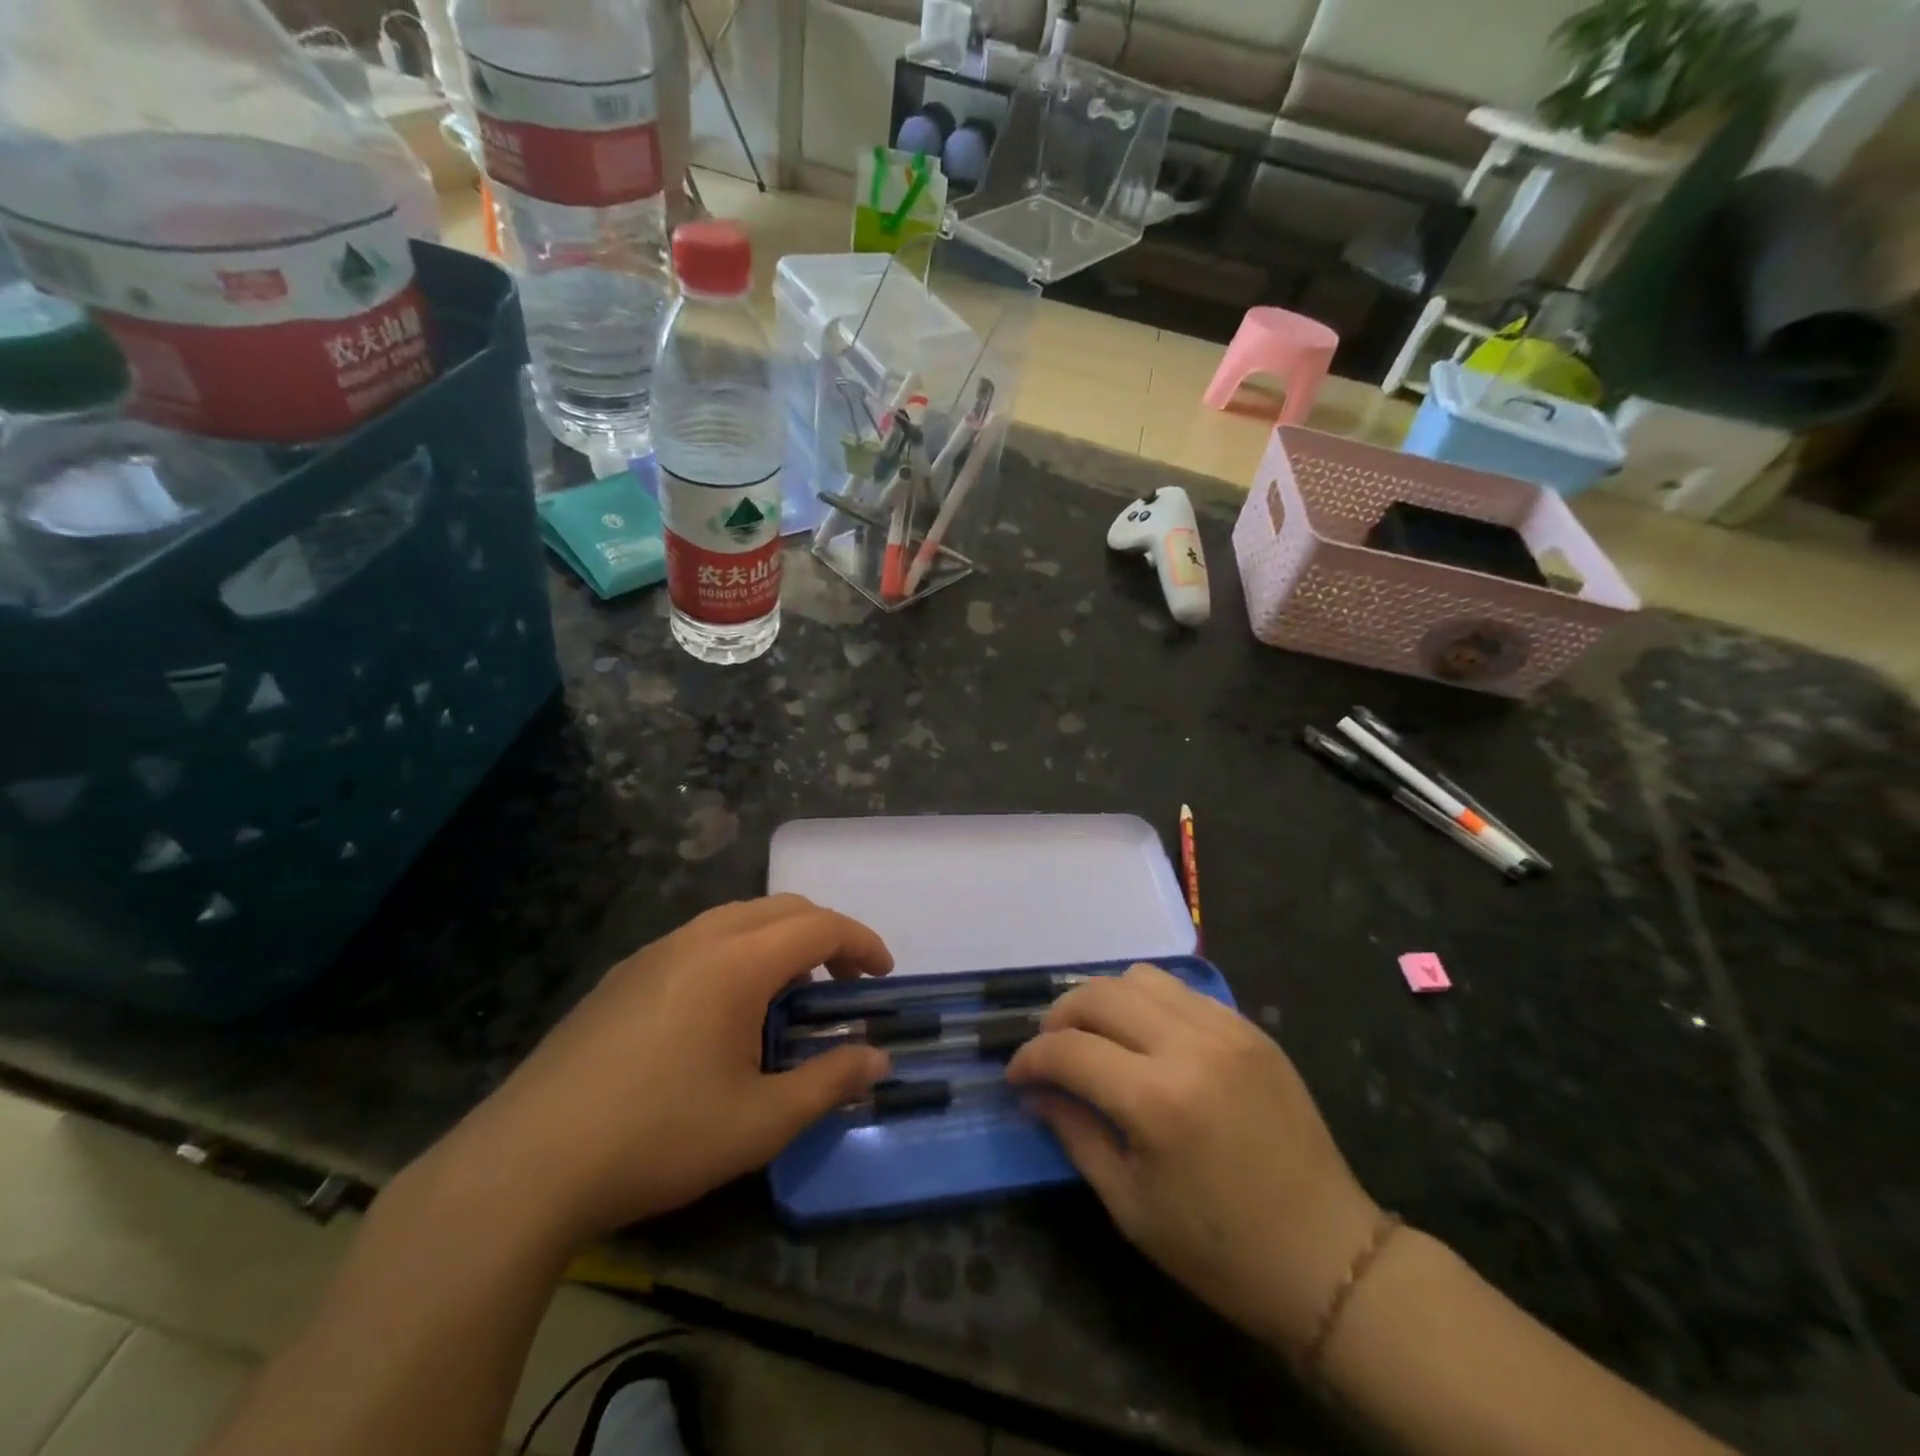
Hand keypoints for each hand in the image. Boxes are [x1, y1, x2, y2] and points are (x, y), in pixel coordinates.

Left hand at [435, 896, 892, 1246]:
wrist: (526, 1165)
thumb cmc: (658, 1137)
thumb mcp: (760, 1122)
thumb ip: (829, 1083)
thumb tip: (878, 1060)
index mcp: (736, 962)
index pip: (819, 925)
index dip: (861, 942)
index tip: (883, 974)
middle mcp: (698, 939)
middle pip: (781, 909)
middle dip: (825, 934)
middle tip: (844, 981)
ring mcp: (654, 953)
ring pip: (736, 919)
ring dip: (778, 940)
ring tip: (790, 992)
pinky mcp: (622, 976)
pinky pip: (699, 940)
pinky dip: (737, 952)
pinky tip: (725, 1009)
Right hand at [1006, 964, 1380, 1356]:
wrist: (1329, 1257)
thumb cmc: (1220, 1251)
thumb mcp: (1129, 1205)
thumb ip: (1075, 1132)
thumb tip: (1036, 1090)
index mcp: (1157, 1101)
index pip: (1069, 1050)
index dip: (1031, 1058)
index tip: (1016, 1075)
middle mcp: (1190, 1046)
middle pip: (1098, 995)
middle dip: (1059, 1017)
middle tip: (1049, 1050)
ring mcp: (1226, 1029)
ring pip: (1139, 977)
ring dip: (1102, 1000)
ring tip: (1095, 1036)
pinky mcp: (1250, 1028)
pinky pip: (1181, 991)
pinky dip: (1147, 1002)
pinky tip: (1144, 1038)